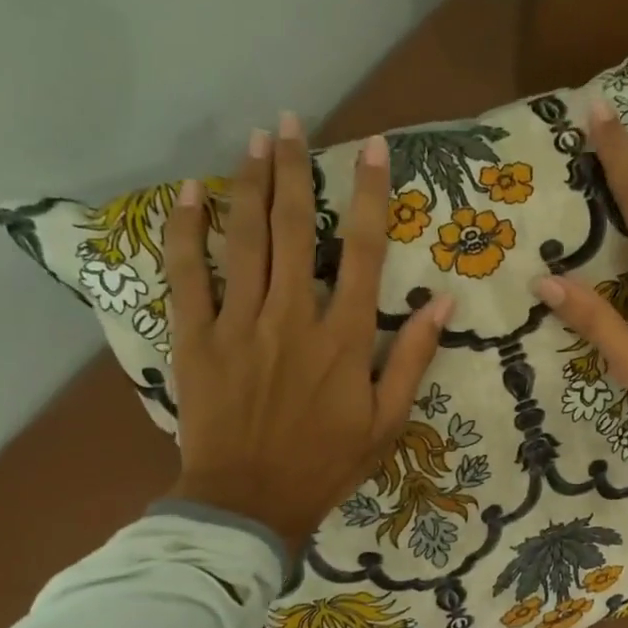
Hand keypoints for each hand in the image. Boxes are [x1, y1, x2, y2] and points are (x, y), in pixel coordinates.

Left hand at [163, 113, 455, 554]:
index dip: (371, 197)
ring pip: (246, 241)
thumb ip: (413, 359)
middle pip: (297, 231)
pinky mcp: (196, 338)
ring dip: (250, 185)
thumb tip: (442, 302)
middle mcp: (294, 318)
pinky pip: (188, 275)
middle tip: (291, 123)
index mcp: (345, 339)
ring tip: (254, 140)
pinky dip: (186, 231)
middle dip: (297, 171)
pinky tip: (188, 194)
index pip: (366, 253)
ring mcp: (240, 325)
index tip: (372, 150)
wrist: (250, 503)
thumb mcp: (388, 422)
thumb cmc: (326, 465)